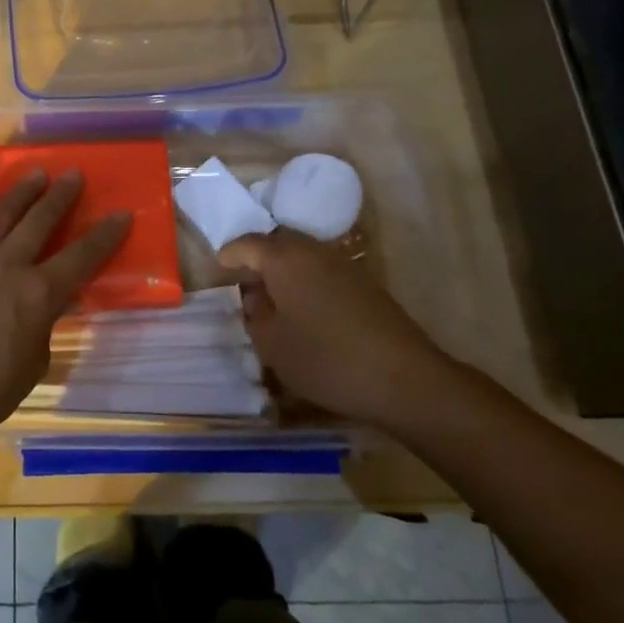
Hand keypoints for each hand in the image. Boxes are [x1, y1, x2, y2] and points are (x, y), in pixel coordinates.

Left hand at [0, 169, 130, 449]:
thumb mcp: (34, 362)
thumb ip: (43, 324)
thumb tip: (46, 304)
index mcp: (38, 294)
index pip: (82, 257)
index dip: (105, 234)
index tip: (120, 213)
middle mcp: (6, 265)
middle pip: (40, 220)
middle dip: (60, 195)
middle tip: (72, 174)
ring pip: (0, 215)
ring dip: (21, 193)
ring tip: (35, 174)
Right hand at [218, 230, 455, 426]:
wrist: (404, 378)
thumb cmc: (326, 359)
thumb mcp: (273, 344)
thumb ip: (255, 316)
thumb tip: (256, 297)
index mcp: (284, 259)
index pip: (247, 244)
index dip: (230, 254)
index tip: (219, 266)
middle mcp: (313, 251)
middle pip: (277, 244)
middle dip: (258, 259)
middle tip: (245, 283)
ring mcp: (343, 265)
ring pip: (303, 257)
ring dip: (285, 271)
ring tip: (274, 299)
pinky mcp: (365, 284)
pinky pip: (323, 272)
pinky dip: (307, 283)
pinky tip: (306, 311)